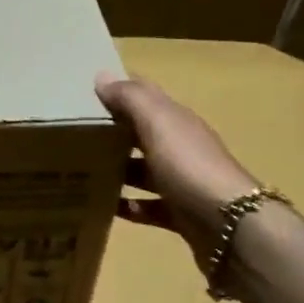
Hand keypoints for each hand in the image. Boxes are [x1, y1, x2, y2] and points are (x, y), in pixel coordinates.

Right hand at [95, 71, 261, 272]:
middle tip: (73, 132)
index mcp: (176, 121)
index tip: (84, 91)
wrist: (230, 226)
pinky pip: (148, 207)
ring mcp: (181, 182)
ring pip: (143, 170)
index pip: (146, 96)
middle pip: (142, 133)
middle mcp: (180, 147)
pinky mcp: (179, 214)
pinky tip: (106, 207)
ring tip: (81, 170)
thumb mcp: (158, 123)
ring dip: (117, 169)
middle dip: (113, 131)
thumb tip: (101, 76)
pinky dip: (129, 206)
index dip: (119, 90)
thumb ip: (131, 98)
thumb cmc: (189, 165)